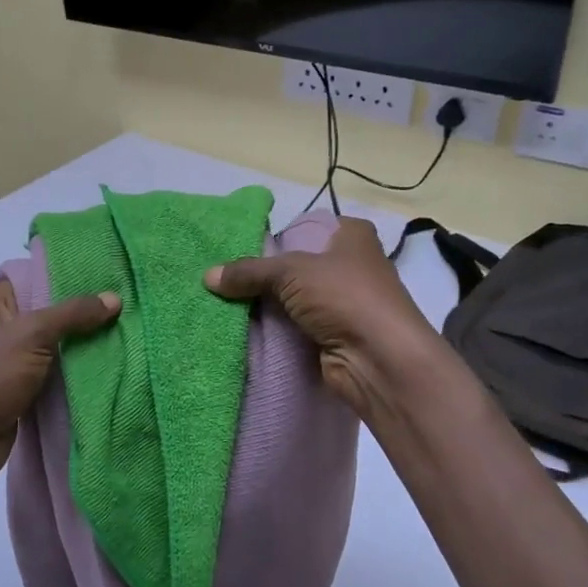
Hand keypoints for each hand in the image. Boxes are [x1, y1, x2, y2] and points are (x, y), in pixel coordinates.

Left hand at [0, 279, 119, 488]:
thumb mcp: (31, 334)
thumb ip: (73, 314)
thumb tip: (115, 298)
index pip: (33, 277)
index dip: (68, 276)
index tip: (106, 277)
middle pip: (46, 311)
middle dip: (81, 313)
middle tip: (122, 306)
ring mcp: (7, 359)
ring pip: (52, 344)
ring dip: (81, 344)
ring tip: (122, 332)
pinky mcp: (18, 387)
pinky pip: (52, 371)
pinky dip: (73, 370)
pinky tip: (106, 362)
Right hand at [204, 218, 441, 417]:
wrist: (379, 358)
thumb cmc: (344, 296)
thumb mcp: (291, 272)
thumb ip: (249, 272)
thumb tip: (208, 276)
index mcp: (352, 235)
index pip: (306, 228)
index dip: (277, 239)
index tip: (241, 251)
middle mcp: (352, 265)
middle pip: (298, 266)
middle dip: (266, 276)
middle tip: (225, 280)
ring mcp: (345, 303)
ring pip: (297, 299)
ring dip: (270, 306)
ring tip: (227, 306)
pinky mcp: (337, 335)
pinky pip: (299, 327)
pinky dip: (278, 330)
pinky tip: (247, 331)